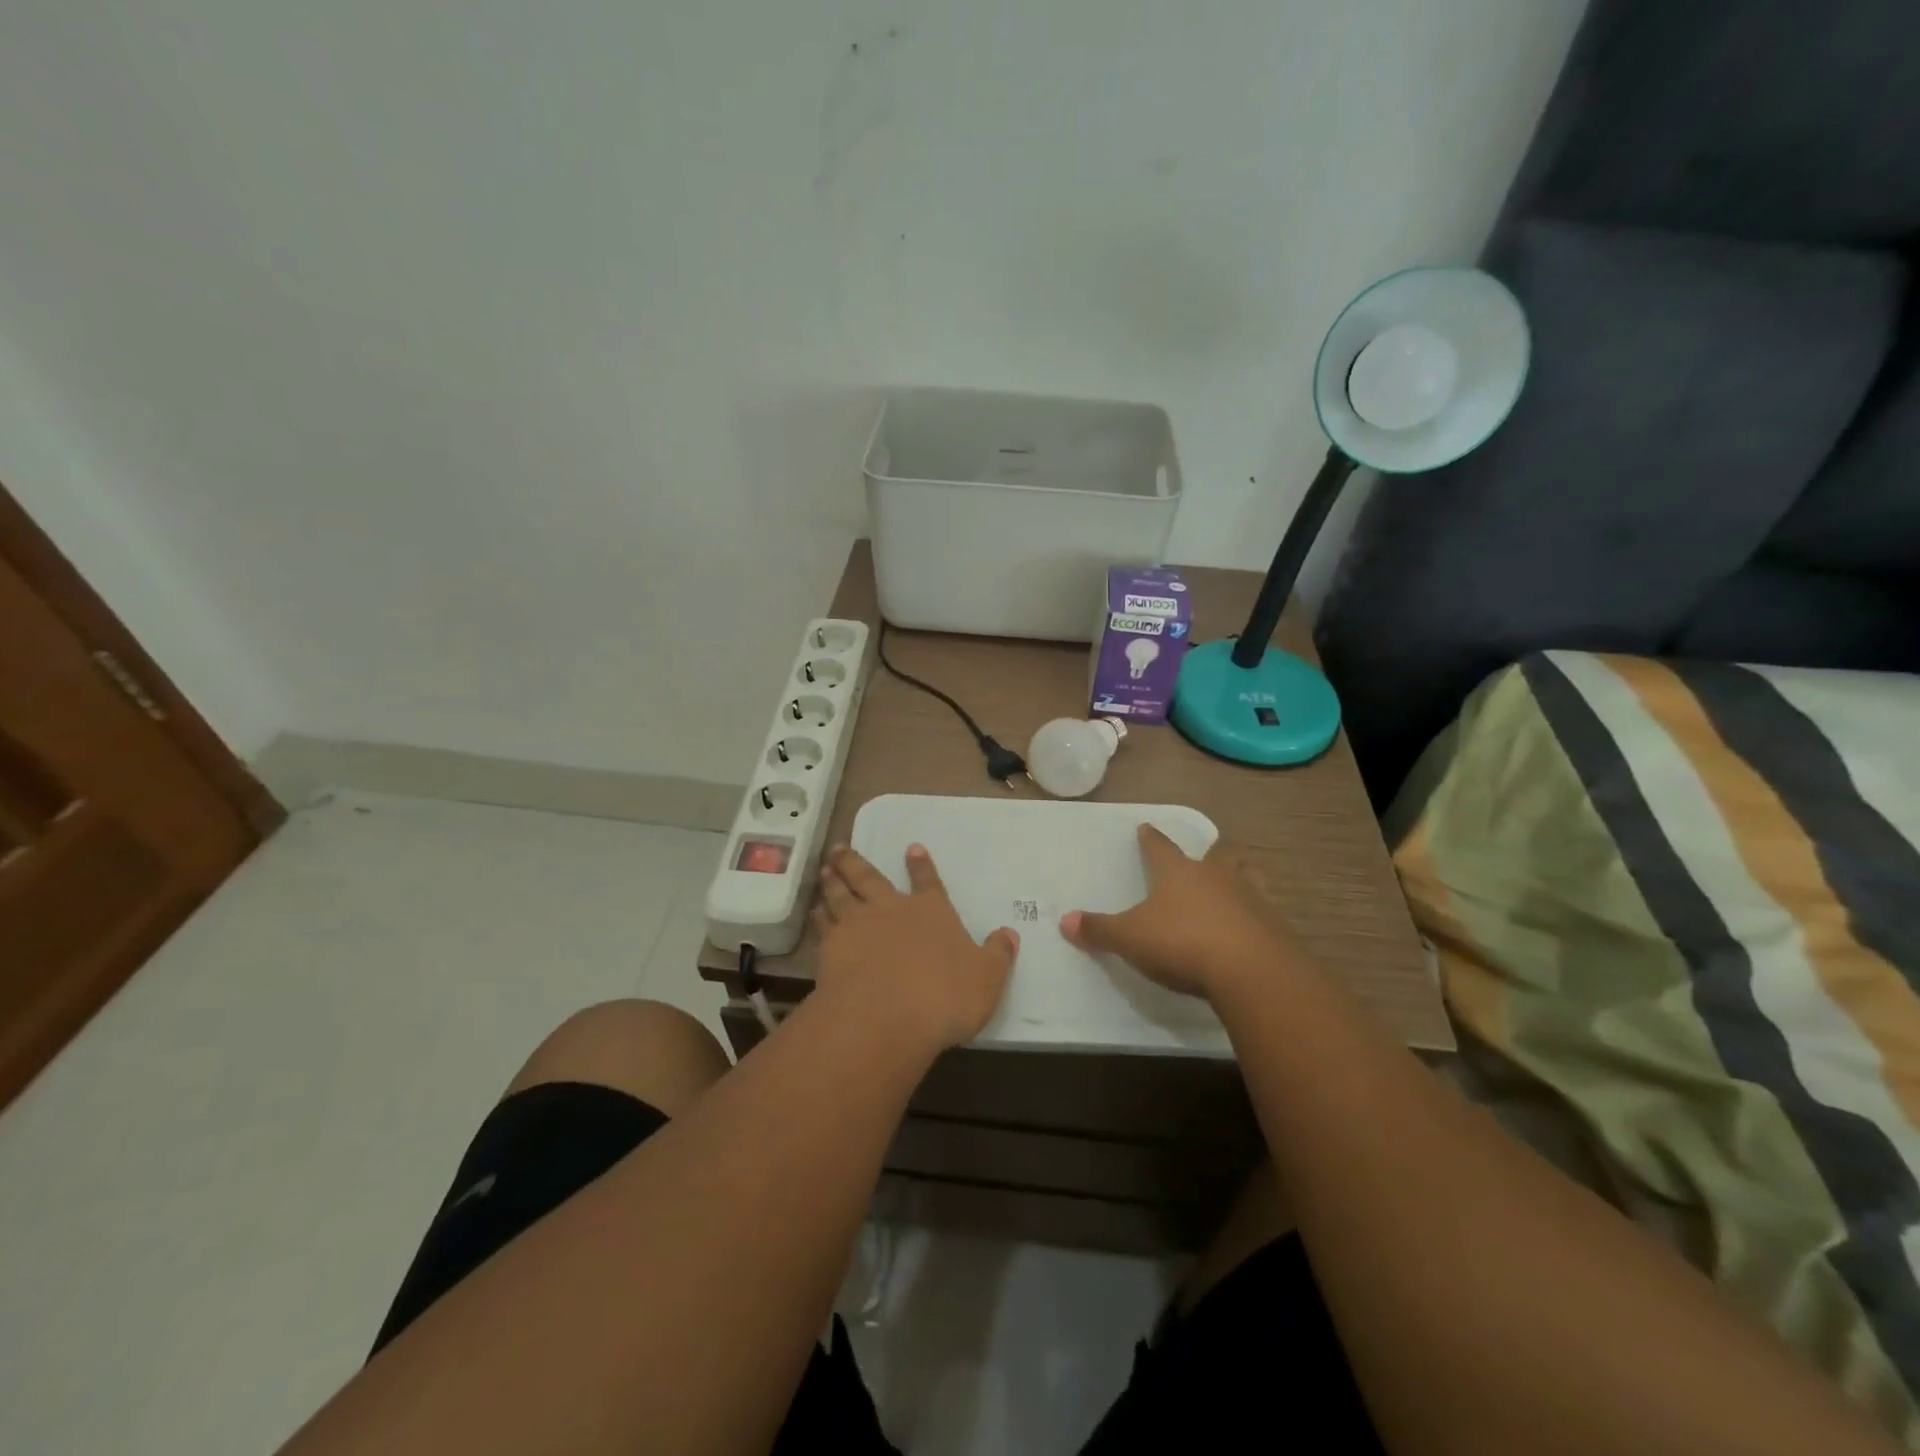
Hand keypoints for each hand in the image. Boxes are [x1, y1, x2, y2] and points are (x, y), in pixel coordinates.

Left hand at [811, 843, 1017, 1054]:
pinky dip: (818, 914)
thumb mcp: (986, 979)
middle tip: (840, 848)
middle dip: (856, 861)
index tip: (911, 847)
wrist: (885, 1017)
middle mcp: (891, 909)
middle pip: (869, 878)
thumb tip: (1010, 934)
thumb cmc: (944, 996)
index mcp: (930, 911)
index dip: (920, 865)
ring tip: (825, 868)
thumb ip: (997, 955)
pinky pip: (822, 924)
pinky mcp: (831, 948)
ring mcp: (857, 926)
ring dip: (833, 879)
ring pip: (841, 894)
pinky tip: (814, 909)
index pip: (927, 882)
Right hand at [1059, 824, 1296, 999]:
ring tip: (1236, 881)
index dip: (1151, 839)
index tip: (1146, 828)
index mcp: (1178, 872)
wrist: (1250, 971)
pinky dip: (1256, 914)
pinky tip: (1250, 927)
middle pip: (1217, 854)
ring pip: (1247, 876)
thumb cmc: (1182, 943)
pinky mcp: (1274, 926)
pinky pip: (1264, 911)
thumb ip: (1099, 930)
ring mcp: (1250, 898)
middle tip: (1208, 854)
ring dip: (1240, 875)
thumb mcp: (1130, 938)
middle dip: (1211, 852)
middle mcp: (1216, 877)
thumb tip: (1064, 920)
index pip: (1160, 847)